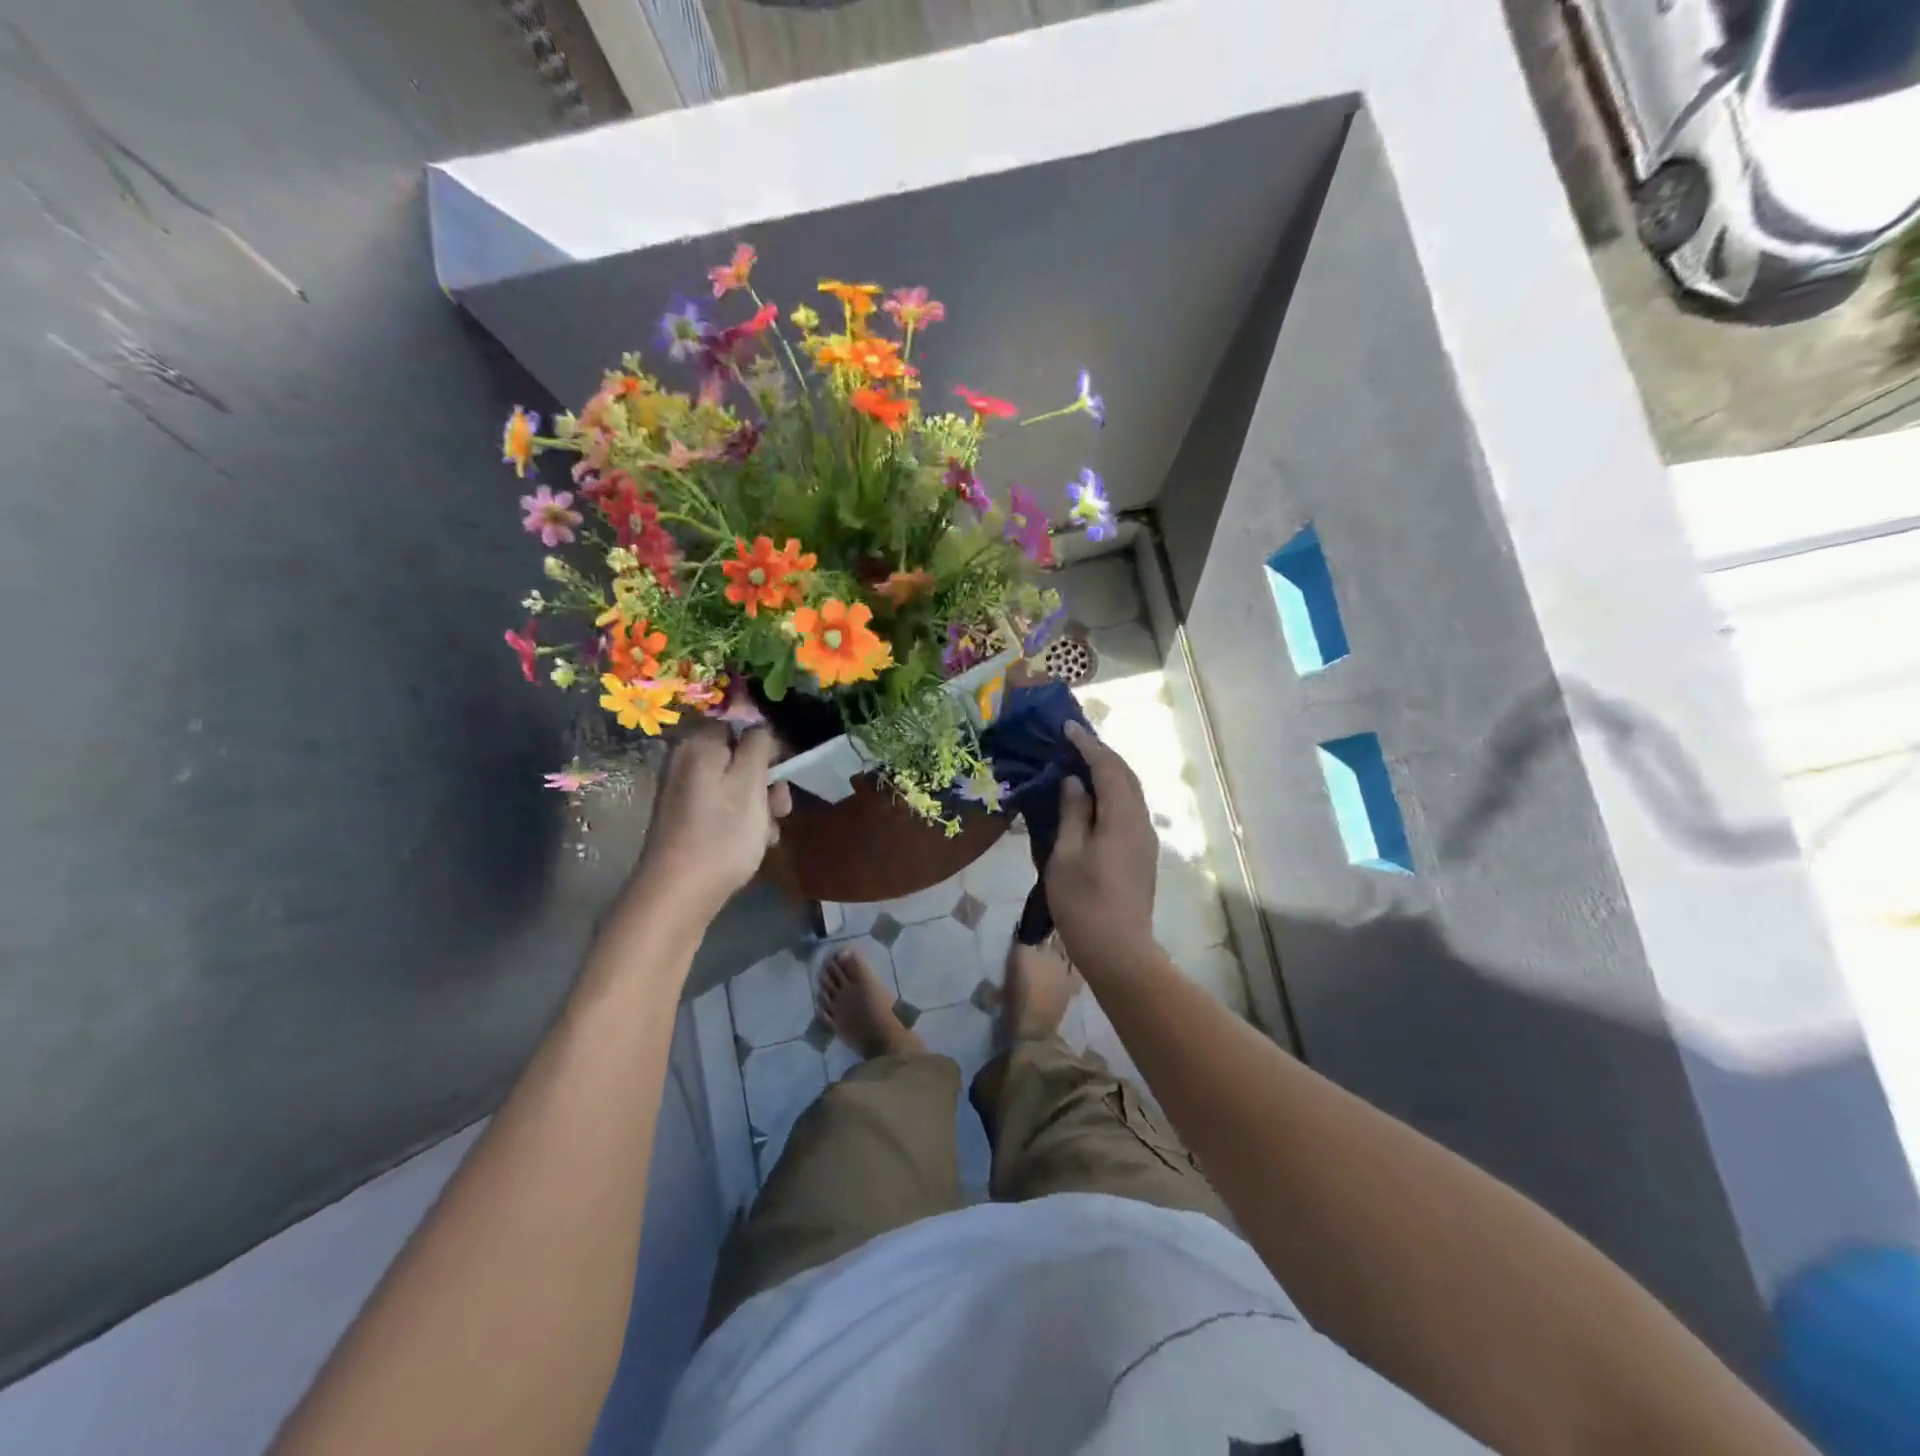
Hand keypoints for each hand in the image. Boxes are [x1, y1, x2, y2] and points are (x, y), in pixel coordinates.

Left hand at [630, 723, 791, 927]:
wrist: (677, 894)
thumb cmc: (721, 835)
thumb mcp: (750, 783)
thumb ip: (759, 745)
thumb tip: (760, 728)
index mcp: (699, 744)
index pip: (741, 726)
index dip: (767, 747)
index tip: (783, 774)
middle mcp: (685, 760)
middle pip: (739, 757)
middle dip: (766, 781)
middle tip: (779, 808)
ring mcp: (683, 791)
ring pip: (735, 785)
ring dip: (759, 805)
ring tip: (768, 833)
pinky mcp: (684, 817)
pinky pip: (722, 806)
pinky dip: (741, 820)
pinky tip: (752, 843)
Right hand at [1046, 721, 1158, 978]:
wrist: (1119, 951)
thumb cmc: (1084, 903)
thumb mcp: (1067, 855)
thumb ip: (1072, 813)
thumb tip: (1075, 782)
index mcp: (1122, 818)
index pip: (1108, 768)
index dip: (1088, 745)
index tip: (1067, 728)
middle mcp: (1141, 822)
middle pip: (1126, 776)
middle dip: (1101, 754)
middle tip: (1074, 741)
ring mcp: (1145, 839)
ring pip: (1130, 793)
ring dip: (1108, 772)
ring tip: (1081, 762)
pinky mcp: (1141, 854)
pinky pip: (1128, 808)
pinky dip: (1111, 792)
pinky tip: (1092, 797)